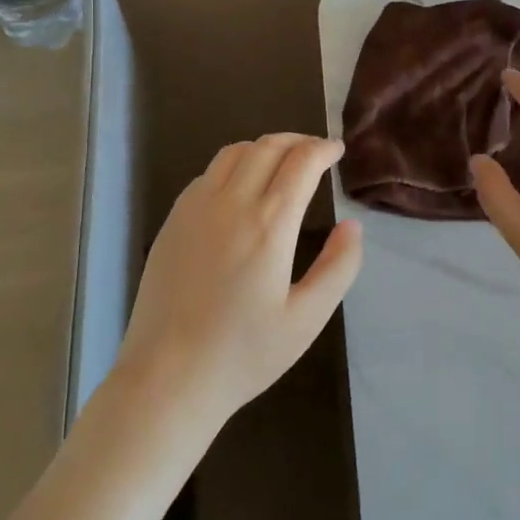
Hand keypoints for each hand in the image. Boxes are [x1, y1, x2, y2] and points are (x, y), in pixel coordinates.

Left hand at [117, 134, 363, 428]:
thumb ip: (338, 268)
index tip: (337, 151)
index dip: (323, 149)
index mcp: (269, 224)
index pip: (301, 162)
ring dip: (264, 148)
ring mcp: (195, 209)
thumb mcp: (307, 319)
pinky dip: (234, 165)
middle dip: (298, 141)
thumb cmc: (243, 354)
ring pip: (234, 153)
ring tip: (282, 163)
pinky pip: (207, 174)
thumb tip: (352, 226)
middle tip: (316, 152)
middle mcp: (231, 203)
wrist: (167, 378)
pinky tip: (241, 188)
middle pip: (267, 147)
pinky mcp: (172, 221)